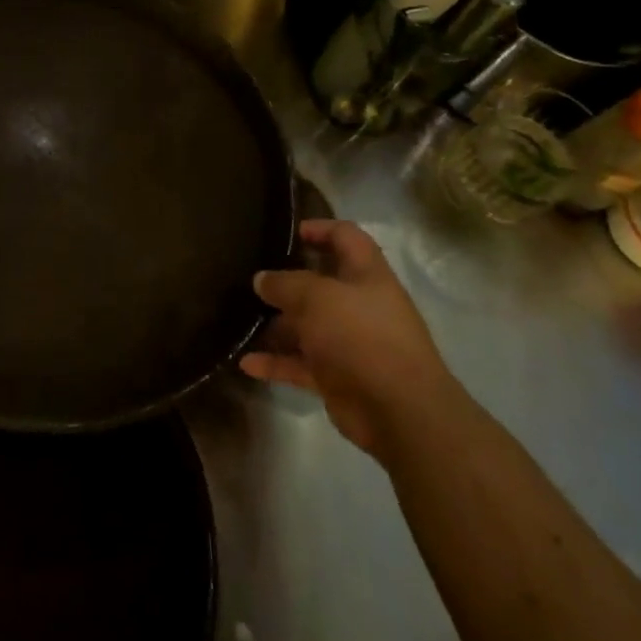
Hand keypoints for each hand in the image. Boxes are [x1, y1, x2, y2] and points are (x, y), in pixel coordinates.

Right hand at [241, 220, 461, 457]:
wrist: (399, 411)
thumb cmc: (361, 336)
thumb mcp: (316, 298)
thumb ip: (285, 284)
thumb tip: (262, 279)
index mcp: (367, 275)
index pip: (346, 237)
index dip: (320, 229)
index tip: (289, 232)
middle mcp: (360, 305)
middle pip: (321, 283)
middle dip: (287, 280)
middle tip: (252, 277)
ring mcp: (349, 343)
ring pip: (307, 326)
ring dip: (276, 325)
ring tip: (240, 319)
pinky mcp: (338, 377)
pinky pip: (300, 364)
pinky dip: (275, 363)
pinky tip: (246, 362)